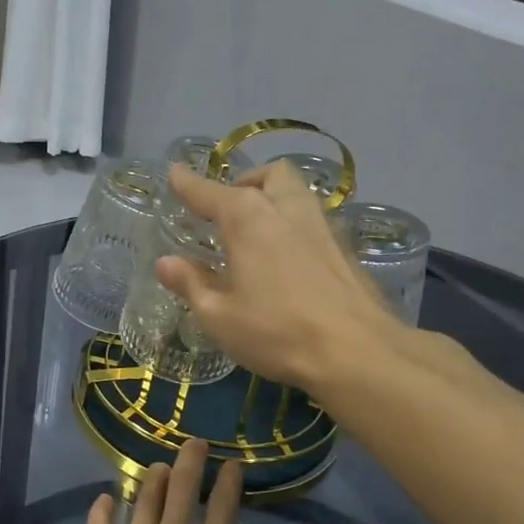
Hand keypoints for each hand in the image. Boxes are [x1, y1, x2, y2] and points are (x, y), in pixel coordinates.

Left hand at [59, 440, 290, 523]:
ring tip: (156, 466)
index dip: (229, 483)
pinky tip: (104, 500)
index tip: (232, 464)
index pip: (223, 511)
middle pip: (180, 491)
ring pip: (142, 501)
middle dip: (190, 461)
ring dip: (151, 479)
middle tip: (193, 442)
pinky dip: (101, 511)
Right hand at [154, 161, 398, 389]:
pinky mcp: (345, 248)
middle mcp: (286, 209)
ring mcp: (322, 226)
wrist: (357, 351)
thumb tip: (166, 262)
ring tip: (257, 230)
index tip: (175, 172)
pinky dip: (293, 224)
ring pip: (297, 192)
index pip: (209, 192)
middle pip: (267, 175)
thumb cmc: (276, 331)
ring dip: (273, 198)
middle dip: (244, 182)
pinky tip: (287, 257)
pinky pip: (313, 219)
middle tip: (227, 210)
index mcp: (248, 218)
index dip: (188, 183)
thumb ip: (191, 283)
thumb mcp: (219, 316)